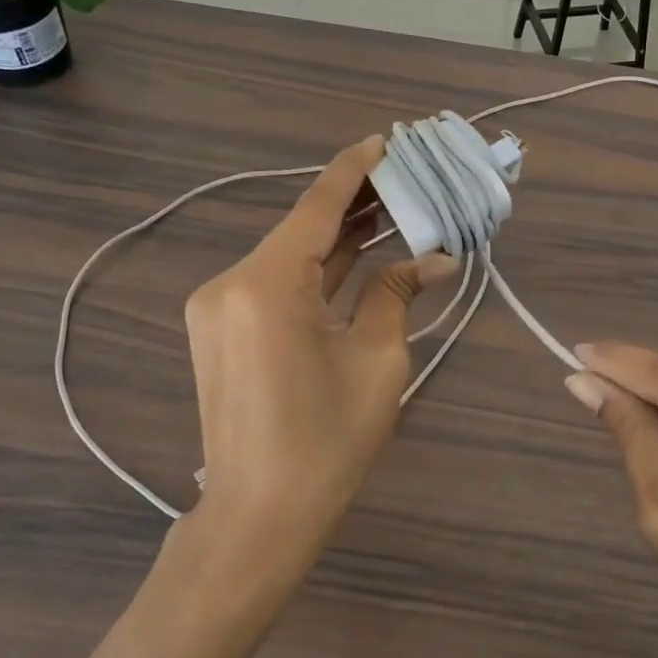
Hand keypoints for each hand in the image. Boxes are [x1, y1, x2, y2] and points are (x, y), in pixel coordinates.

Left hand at [183, 137, 455, 563]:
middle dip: (354, 202)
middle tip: (404, 175)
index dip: (354, 170)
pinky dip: (317, 268)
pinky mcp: (223, 328)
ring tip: (390, 206)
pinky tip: (356, 250)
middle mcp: (231, 282)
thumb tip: (436, 258)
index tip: (385, 140)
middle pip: (302, 227)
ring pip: (290, 255)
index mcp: (267, 284)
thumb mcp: (377, 361)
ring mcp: (220, 306)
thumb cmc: (327, 442)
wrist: (258, 517)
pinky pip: (277, 282)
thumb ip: (397, 294)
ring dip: (337, 236)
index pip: (317, 207)